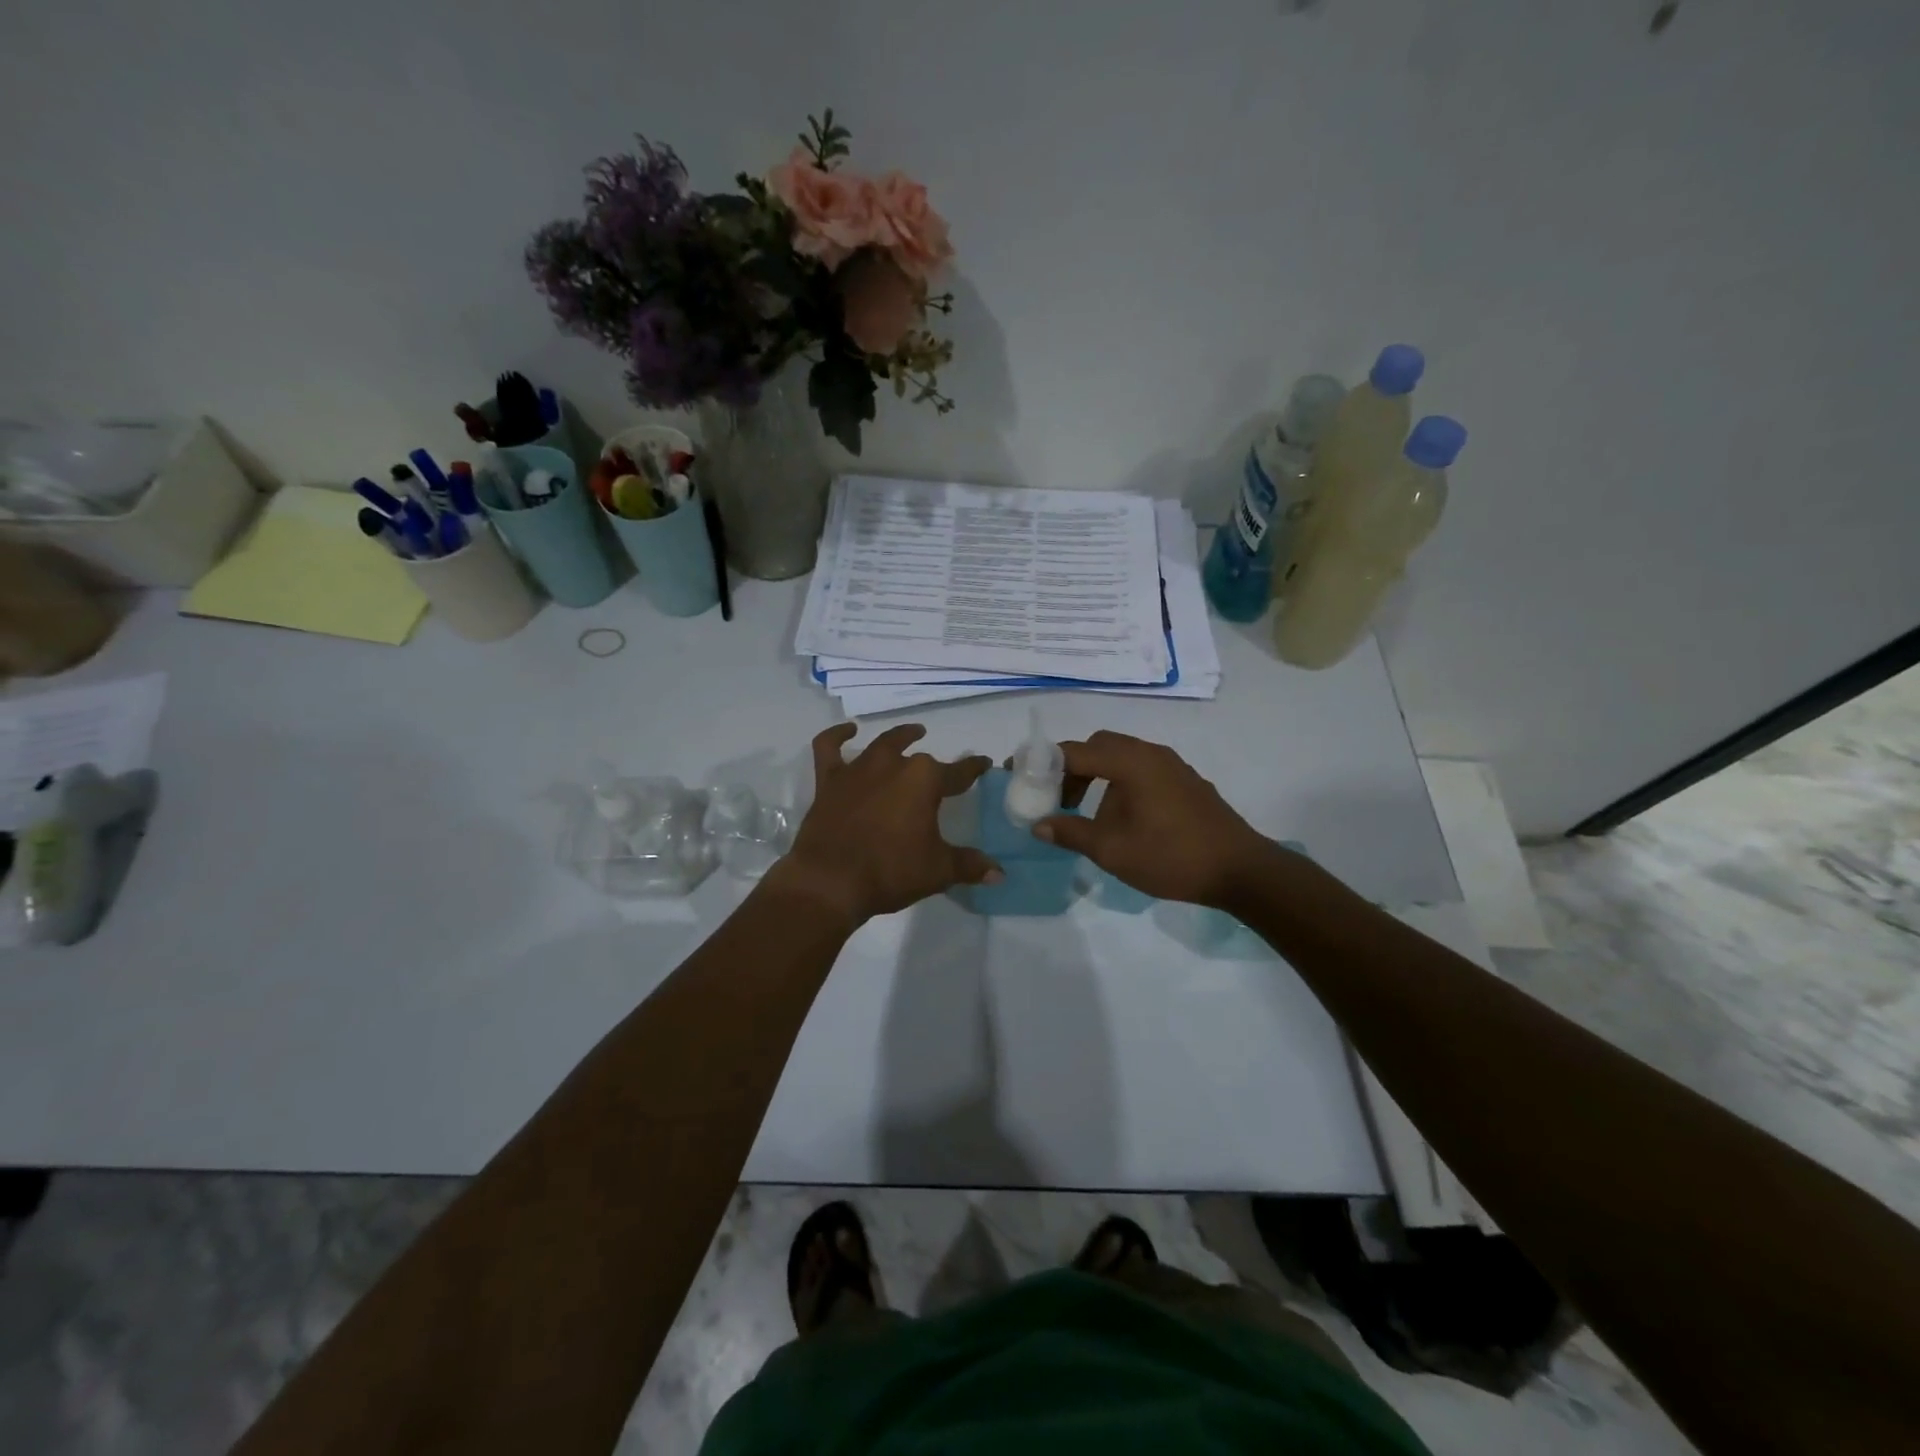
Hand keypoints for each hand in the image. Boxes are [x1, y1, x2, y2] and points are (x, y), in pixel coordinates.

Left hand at [773, 723, 1000, 925]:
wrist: (831, 881)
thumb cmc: (891, 871)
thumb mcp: (938, 871)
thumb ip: (969, 866)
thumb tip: (999, 873)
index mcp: (925, 780)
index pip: (959, 773)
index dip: (973, 769)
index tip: (983, 764)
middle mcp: (894, 765)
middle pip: (921, 761)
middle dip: (934, 767)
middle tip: (943, 773)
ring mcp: (858, 769)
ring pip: (883, 745)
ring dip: (900, 738)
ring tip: (912, 733)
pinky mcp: (830, 780)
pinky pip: (829, 747)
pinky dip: (837, 735)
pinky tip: (848, 730)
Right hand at [1033, 731, 1279, 908]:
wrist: (1241, 870)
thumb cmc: (1171, 856)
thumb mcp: (1112, 850)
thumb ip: (1071, 833)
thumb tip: (1038, 825)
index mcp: (1131, 762)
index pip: (1075, 750)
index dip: (1042, 760)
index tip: (1017, 771)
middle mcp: (1151, 754)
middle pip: (1099, 746)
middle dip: (1071, 767)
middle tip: (1055, 797)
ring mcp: (1172, 766)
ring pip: (1122, 757)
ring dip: (1096, 776)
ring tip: (1086, 813)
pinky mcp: (1185, 781)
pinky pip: (1142, 769)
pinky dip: (1120, 782)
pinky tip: (1121, 817)